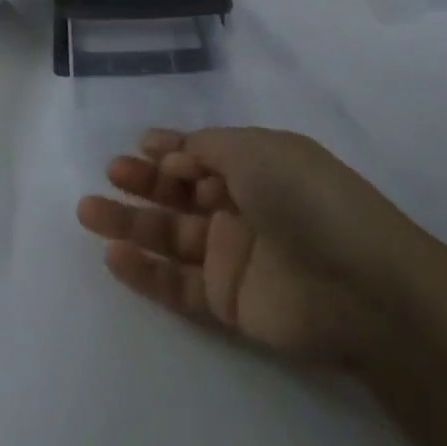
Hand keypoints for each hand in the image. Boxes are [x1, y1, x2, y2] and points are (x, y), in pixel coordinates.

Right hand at [76, 128, 420, 366]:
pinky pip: (178, 284)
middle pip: (183, 194)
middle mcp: (244, 206)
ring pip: (172, 237)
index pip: (205, 154)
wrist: (357, 283)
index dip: (173, 148)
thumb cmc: (304, 196)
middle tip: (110, 174)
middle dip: (146, 182)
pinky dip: (146, 272)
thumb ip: (208, 148)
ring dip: (132, 224)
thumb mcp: (255, 149)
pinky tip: (113, 256)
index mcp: (258, 165)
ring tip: (89, 212)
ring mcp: (235, 255)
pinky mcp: (229, 301)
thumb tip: (176, 153)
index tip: (139, 144)